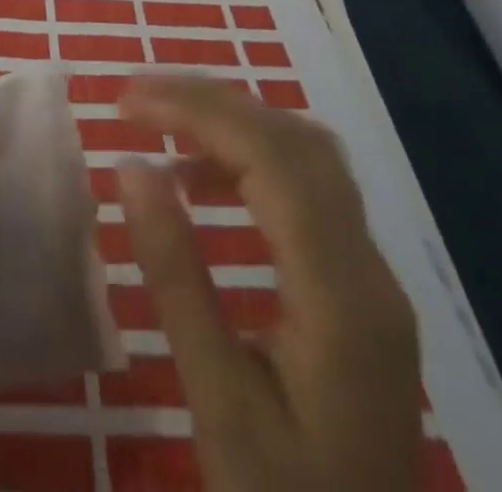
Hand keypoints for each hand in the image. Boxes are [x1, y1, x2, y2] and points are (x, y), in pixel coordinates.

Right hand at [117, 75, 422, 491]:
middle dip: (213, 102)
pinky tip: (200, 180)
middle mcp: (371, 272)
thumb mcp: (217, 404)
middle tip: (137, 98)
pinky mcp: (362, 289)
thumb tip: (131, 168)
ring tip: (162, 123)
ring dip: (235, 123)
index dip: (199, 112)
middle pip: (298, 142)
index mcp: (341, 301)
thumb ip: (177, 278)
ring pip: (310, 157)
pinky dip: (253, 161)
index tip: (127, 101)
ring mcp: (375, 279)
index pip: (275, 161)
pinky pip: (311, 190)